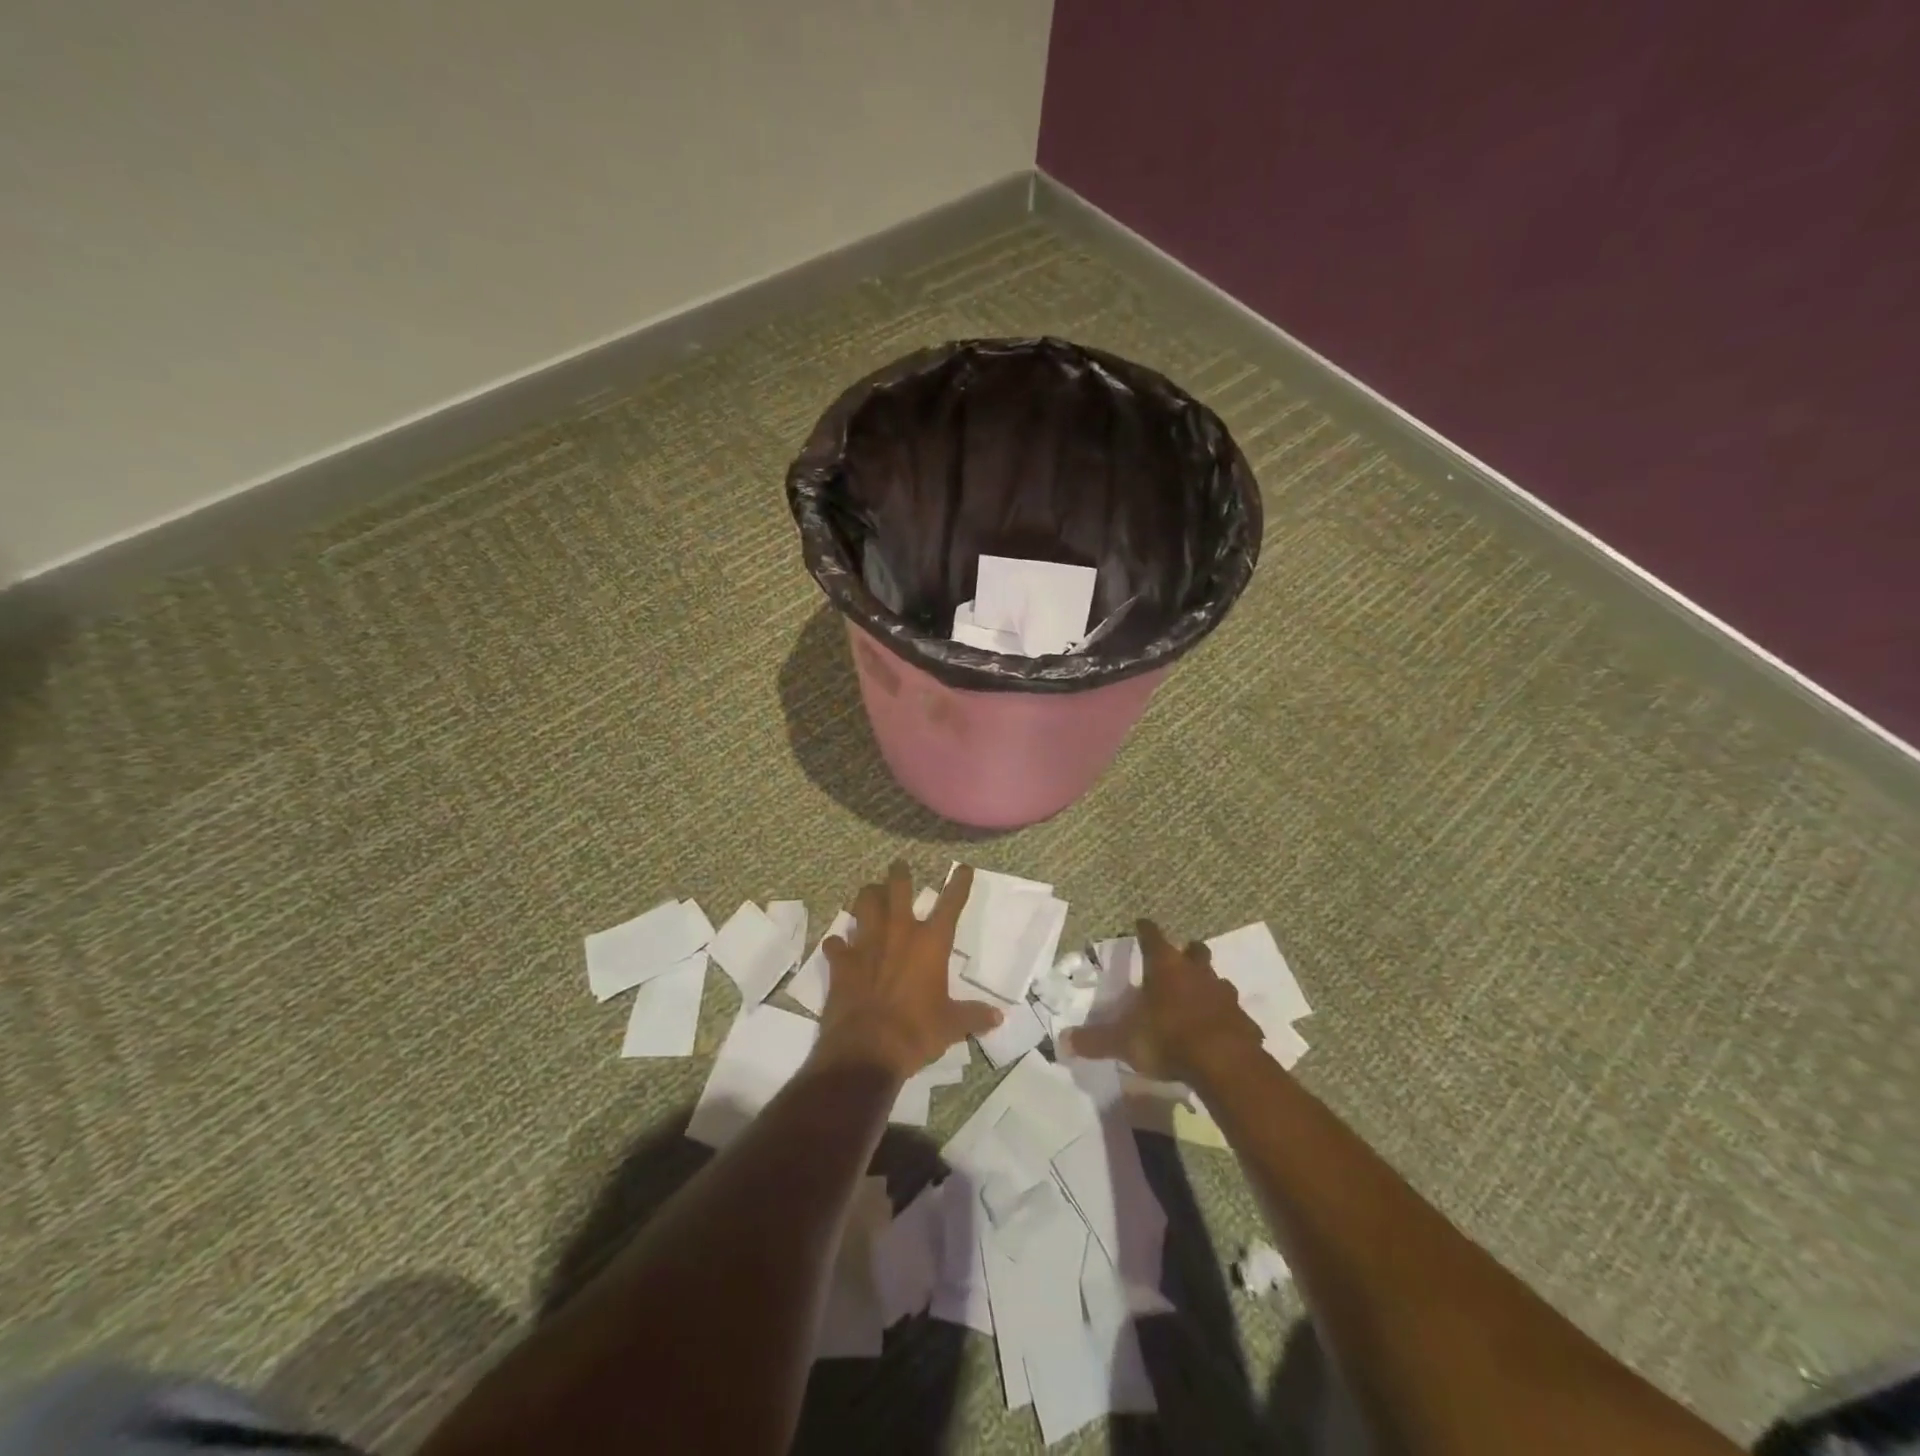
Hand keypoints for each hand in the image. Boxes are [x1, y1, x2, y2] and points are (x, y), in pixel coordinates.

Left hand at [815, 861, 1003, 1081]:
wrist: (867, 1049)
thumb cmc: (917, 1032)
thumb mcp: (951, 1026)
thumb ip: (973, 1016)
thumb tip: (997, 1017)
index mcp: (931, 943)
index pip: (950, 904)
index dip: (959, 883)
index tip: (963, 868)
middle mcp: (899, 932)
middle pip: (898, 889)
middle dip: (899, 874)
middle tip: (898, 866)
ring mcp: (867, 943)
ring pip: (865, 904)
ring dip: (867, 896)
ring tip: (870, 894)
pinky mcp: (842, 960)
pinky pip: (837, 943)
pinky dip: (839, 943)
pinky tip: (838, 945)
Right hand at [1066, 918, 1263, 1082]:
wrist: (1225, 1064)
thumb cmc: (1168, 1039)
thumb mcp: (1124, 1042)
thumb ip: (1095, 1040)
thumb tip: (1062, 1041)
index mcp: (1165, 968)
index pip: (1153, 937)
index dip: (1146, 929)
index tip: (1142, 923)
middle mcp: (1197, 973)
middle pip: (1195, 951)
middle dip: (1187, 952)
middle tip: (1179, 959)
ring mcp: (1224, 995)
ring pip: (1217, 980)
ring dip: (1208, 985)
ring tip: (1199, 998)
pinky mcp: (1244, 1020)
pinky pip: (1234, 1014)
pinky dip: (1226, 1018)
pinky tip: (1220, 1031)